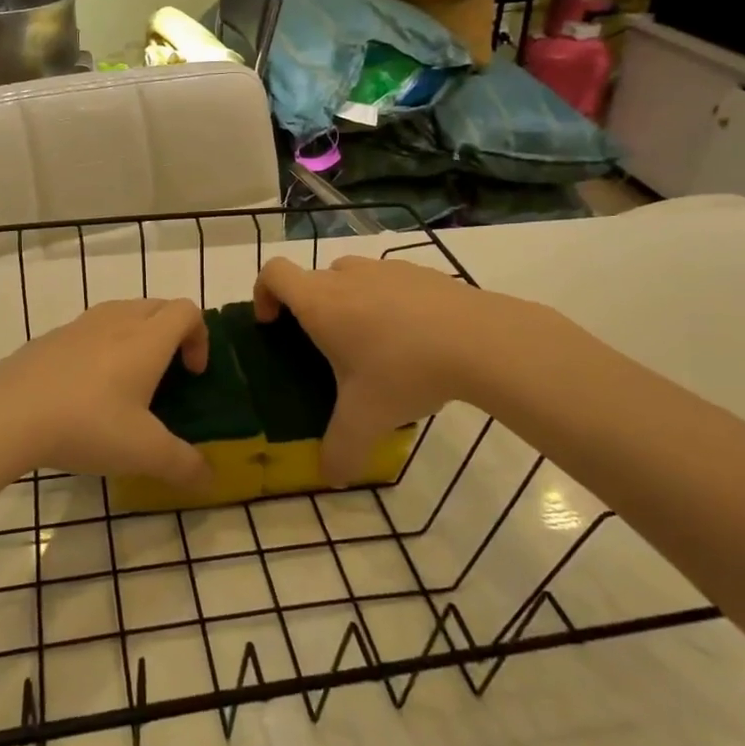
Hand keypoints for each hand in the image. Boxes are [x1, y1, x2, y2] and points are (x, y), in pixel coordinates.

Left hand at [0, 298, 213, 488]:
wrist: (7, 413)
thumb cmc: (87, 424)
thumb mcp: (143, 452)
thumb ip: (183, 465)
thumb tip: (209, 478)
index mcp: (147, 339)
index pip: (187, 311)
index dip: (200, 337)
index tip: (193, 374)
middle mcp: (117, 321)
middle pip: (157, 306)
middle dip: (172, 333)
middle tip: (167, 375)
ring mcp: (79, 326)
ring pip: (121, 313)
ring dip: (136, 336)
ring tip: (127, 381)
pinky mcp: (50, 338)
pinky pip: (89, 330)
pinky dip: (101, 347)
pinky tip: (85, 391)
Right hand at [254, 255, 573, 483]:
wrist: (481, 340)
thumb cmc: (405, 370)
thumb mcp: (366, 420)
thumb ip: (340, 450)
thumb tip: (331, 476)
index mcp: (320, 302)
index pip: (273, 273)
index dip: (263, 293)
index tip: (273, 325)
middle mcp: (347, 277)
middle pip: (312, 280)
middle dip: (310, 310)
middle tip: (327, 351)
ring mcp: (387, 268)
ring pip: (351, 278)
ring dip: (349, 303)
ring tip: (373, 346)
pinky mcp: (422, 272)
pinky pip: (389, 282)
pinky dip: (388, 303)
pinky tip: (414, 340)